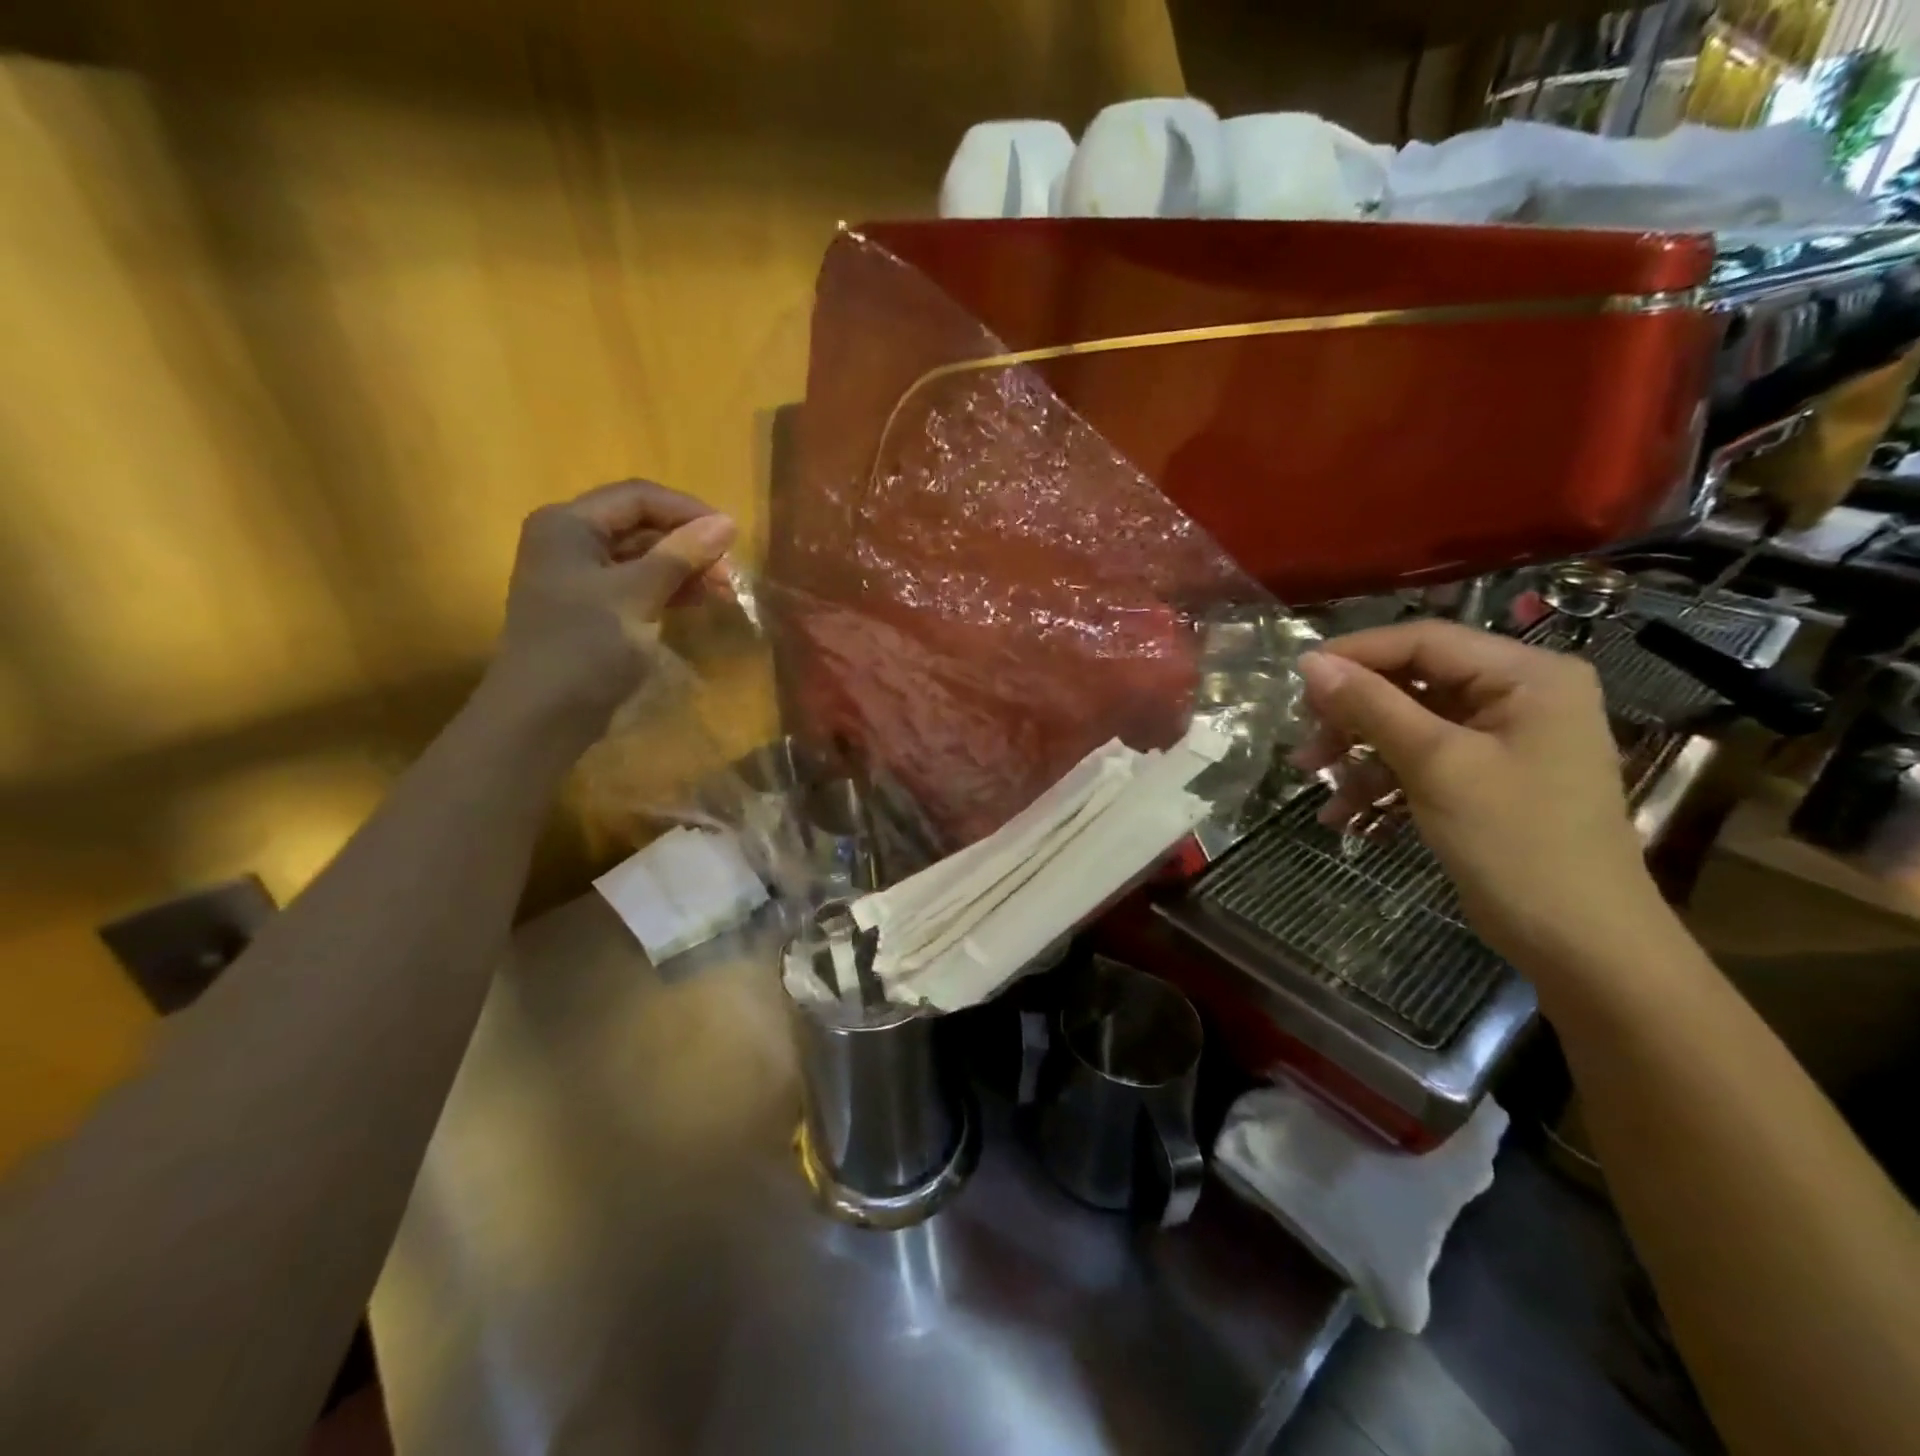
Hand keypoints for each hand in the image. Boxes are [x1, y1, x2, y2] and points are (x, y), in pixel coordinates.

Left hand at [485, 479, 735, 745]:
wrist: (543, 715)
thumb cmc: (586, 644)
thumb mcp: (638, 594)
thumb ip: (681, 554)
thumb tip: (727, 523)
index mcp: (569, 524)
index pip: (638, 497)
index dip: (687, 511)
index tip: (731, 536)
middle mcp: (569, 541)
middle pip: (640, 526)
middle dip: (688, 544)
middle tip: (730, 573)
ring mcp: (578, 578)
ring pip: (642, 558)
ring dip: (684, 569)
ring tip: (723, 591)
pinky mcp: (590, 610)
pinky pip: (636, 586)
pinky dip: (667, 590)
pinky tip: (696, 602)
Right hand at [1294, 621, 1665, 971]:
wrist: (1579, 943)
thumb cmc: (1516, 841)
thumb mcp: (1436, 765)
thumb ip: (1371, 706)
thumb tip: (1310, 662)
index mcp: (1527, 675)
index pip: (1425, 641)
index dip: (1356, 654)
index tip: (1296, 680)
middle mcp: (1519, 695)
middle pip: (1413, 682)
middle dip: (1353, 713)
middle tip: (1304, 740)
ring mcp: (1503, 739)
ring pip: (1408, 723)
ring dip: (1358, 752)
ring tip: (1312, 779)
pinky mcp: (1486, 777)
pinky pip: (1421, 760)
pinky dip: (1381, 781)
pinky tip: (1344, 814)